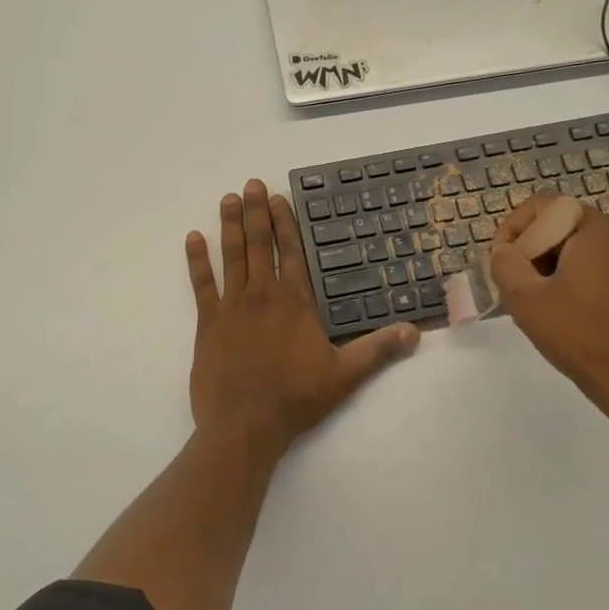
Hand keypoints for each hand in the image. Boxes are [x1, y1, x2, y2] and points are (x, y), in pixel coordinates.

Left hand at [186, 180, 418, 459]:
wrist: (245, 425)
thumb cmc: (296, 398)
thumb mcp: (345, 375)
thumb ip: (378, 350)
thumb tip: (415, 332)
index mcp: (295, 301)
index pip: (291, 252)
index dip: (284, 223)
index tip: (277, 198)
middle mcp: (262, 294)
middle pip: (259, 244)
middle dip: (255, 213)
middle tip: (250, 184)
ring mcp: (232, 306)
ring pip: (231, 256)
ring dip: (229, 226)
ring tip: (227, 199)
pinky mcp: (208, 323)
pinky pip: (201, 284)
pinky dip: (197, 261)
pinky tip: (192, 239)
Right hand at [486, 191, 608, 440]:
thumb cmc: (581, 335)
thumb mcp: (526, 299)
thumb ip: (504, 264)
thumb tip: (503, 251)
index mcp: (596, 227)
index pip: (543, 205)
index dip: (512, 228)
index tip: (499, 260)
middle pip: (561, 224)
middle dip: (531, 249)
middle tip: (514, 284)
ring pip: (579, 245)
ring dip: (551, 265)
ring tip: (536, 300)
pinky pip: (599, 263)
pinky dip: (575, 276)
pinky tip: (565, 309)